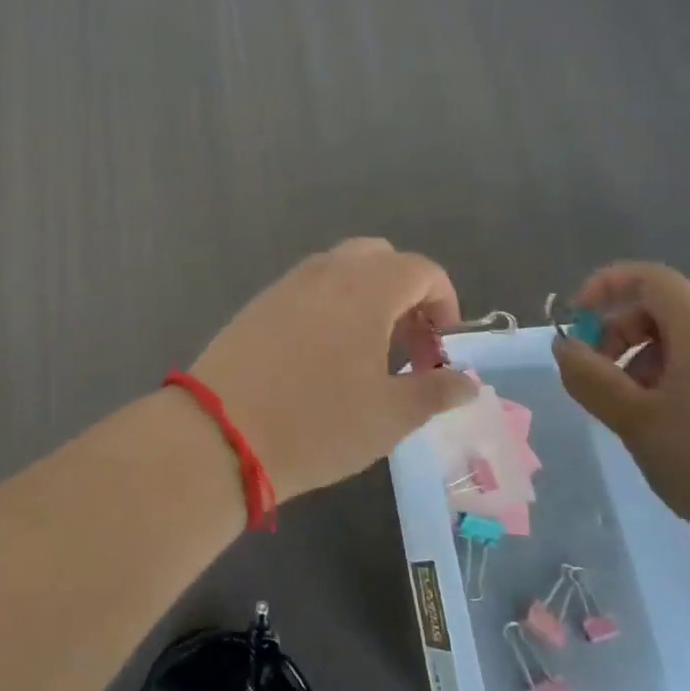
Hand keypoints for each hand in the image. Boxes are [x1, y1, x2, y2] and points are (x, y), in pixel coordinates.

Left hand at [188, 239, 477, 502]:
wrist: (222, 433)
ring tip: (368, 354)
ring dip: (367, 297)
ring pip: (341, 269)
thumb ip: (435, 391)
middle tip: (408, 345)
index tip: (441, 350)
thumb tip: (467, 382)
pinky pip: (309, 287)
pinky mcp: (260, 303)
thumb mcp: (389, 416)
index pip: (422, 270)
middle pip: (380, 257)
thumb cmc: (318, 423)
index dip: (444, 304)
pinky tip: (324, 356)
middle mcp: (327, 272)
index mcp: (366, 287)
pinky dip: (331, 305)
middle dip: (405, 293)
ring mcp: (288, 284)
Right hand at [553, 262, 689, 552]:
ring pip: (688, 347)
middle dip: (620, 336)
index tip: (577, 323)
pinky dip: (678, 387)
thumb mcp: (633, 420)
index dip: (605, 287)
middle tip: (599, 381)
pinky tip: (675, 436)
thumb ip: (589, 376)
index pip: (649, 278)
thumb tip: (565, 347)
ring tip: (635, 418)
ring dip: (646, 367)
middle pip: (665, 311)